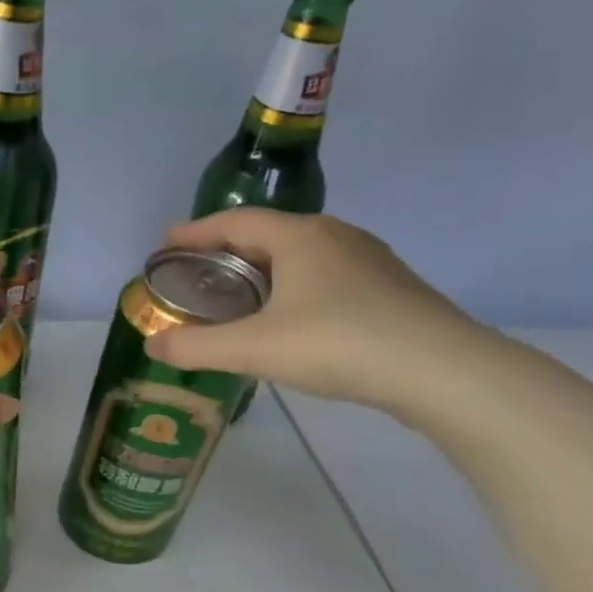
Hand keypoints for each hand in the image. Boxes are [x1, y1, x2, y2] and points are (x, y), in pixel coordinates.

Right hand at [145, 209, 492, 414]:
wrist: (439, 369)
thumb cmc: (338, 343)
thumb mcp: (254, 348)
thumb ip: (197, 346)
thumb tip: (153, 345)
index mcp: (299, 237)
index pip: (235, 222)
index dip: (196, 231)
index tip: (166, 242)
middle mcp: (334, 236)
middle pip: (268, 233)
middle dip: (226, 250)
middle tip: (196, 271)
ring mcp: (367, 261)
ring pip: (299, 255)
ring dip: (261, 269)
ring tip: (237, 293)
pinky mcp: (387, 288)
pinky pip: (323, 275)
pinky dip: (291, 286)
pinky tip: (288, 315)